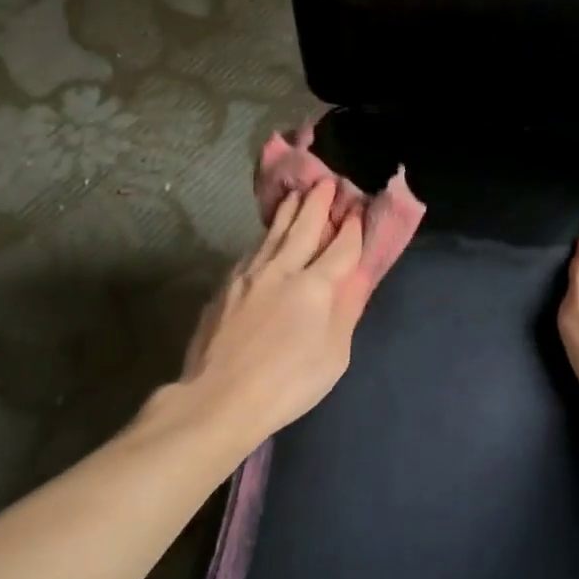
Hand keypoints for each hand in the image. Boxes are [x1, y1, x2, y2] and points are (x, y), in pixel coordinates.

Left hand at [180, 178, 371, 444]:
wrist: (219, 396)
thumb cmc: (288, 384)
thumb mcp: (333, 355)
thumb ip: (346, 310)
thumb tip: (358, 277)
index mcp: (315, 286)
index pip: (341, 246)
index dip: (352, 227)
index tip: (358, 208)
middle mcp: (283, 268)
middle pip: (305, 226)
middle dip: (319, 202)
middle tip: (328, 181)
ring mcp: (250, 273)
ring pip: (274, 231)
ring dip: (290, 209)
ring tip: (298, 192)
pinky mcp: (227, 284)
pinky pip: (253, 248)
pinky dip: (266, 233)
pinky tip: (267, 233)